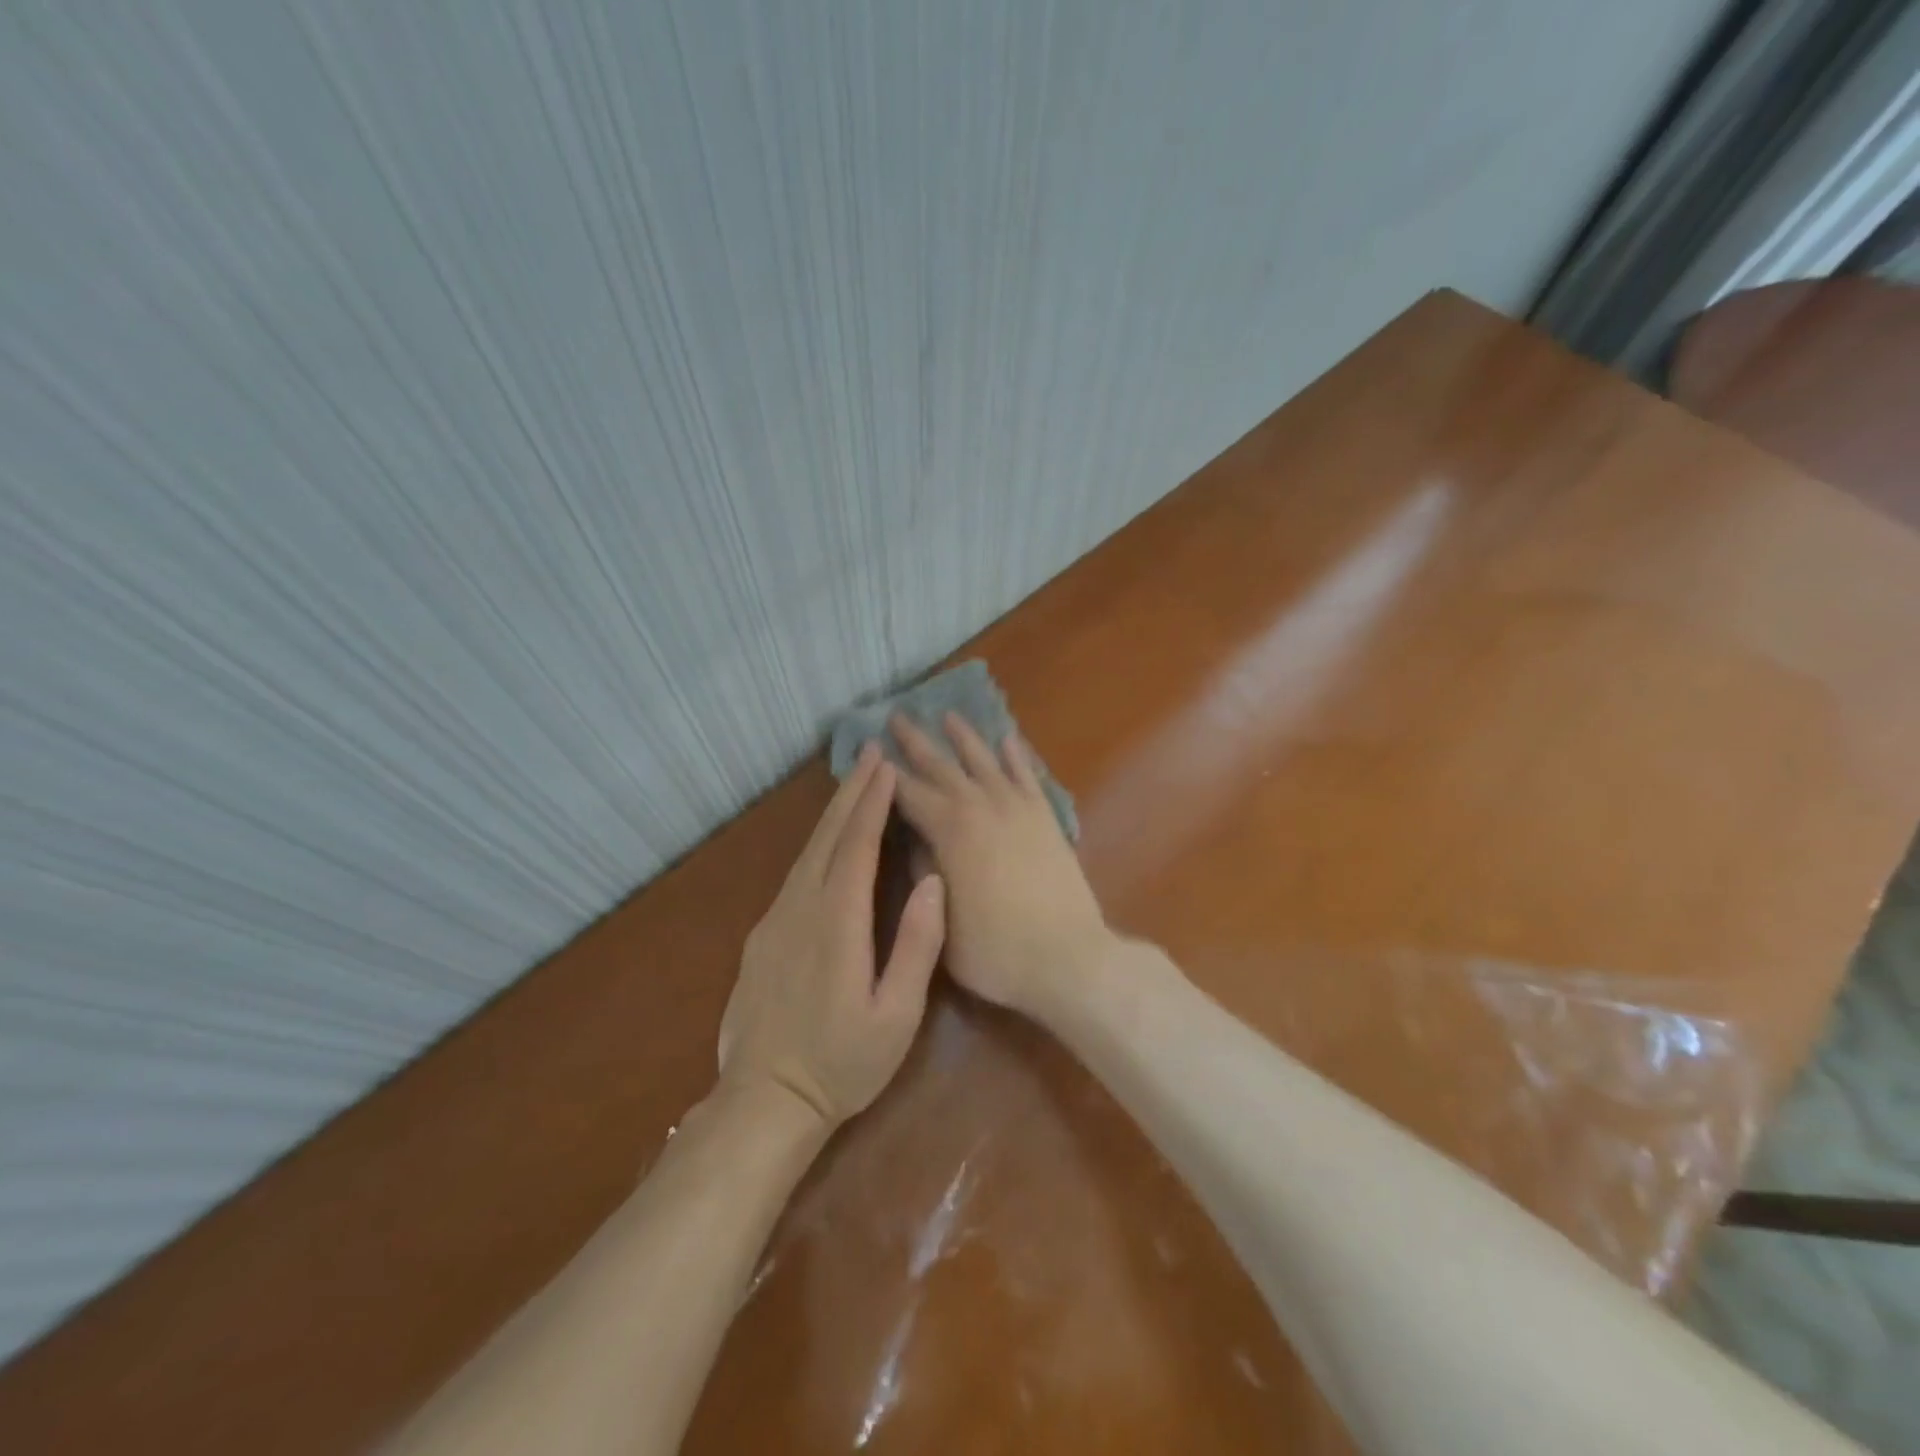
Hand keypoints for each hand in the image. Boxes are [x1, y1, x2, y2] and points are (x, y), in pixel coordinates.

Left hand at [718, 744, 945, 1127]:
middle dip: (851, 793)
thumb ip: (917, 945)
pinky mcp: (762, 935)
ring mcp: (775, 920)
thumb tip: (932, 881)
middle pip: (827, 837)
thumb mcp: (896, 1015)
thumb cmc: (843, 1063)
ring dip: (833, 814)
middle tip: (871, 754)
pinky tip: (828, 841)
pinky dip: (817, 844)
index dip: (873, 803)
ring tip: (855, 784)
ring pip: (807, 852)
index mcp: (837, 924)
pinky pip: (795, 874)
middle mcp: (801, 909)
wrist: (765, 1100)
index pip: (857, 847)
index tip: (887, 767)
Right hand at [889, 713, 1112, 1019]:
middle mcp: (980, 806)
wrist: (1067, 957)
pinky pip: (1027, 775)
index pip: (907, 793)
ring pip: (984, 761)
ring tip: (948, 715)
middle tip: (897, 717)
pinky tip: (1007, 739)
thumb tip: (914, 839)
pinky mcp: (1045, 818)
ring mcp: (1017, 808)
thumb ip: (924, 872)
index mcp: (949, 830)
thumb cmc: (994, 949)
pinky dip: (1016, 755)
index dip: (885, 774)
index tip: (869, 754)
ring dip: (964, 737)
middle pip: (941, 766)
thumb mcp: (941, 919)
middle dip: (916, 742)